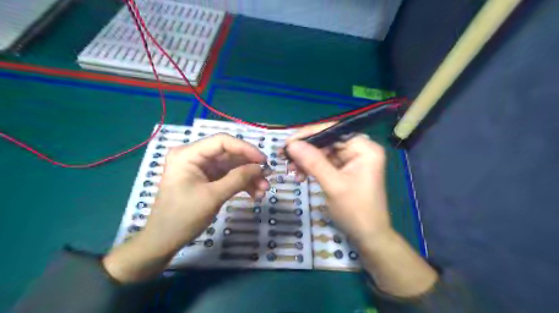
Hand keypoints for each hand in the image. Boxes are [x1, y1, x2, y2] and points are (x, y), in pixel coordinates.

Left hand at [106, 134, 272, 283]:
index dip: (246, 148)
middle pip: (230, 154)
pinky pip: (229, 176)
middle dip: (250, 167)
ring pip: (232, 166)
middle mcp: (195, 156)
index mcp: (189, 154)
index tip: (264, 161)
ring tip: (263, 190)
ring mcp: (202, 168)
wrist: (164, 241)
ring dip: (249, 177)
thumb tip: (261, 167)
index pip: (222, 142)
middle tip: (267, 178)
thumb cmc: (182, 217)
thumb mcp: (213, 196)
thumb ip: (238, 178)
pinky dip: (242, 184)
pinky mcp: (208, 179)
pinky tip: (255, 194)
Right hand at [286, 122, 389, 246]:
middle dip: (305, 150)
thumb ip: (313, 162)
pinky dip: (311, 168)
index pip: (333, 131)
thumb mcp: (333, 185)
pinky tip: (300, 175)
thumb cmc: (356, 211)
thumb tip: (291, 144)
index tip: (287, 142)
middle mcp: (359, 149)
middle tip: (284, 157)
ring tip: (290, 170)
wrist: (368, 236)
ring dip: (305, 160)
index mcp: (364, 148)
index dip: (308, 134)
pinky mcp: (344, 170)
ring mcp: (351, 160)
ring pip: (322, 152)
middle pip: (326, 141)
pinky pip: (324, 163)